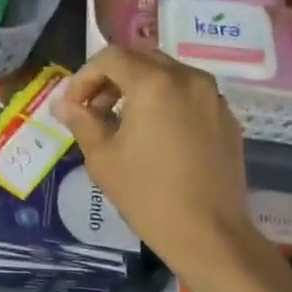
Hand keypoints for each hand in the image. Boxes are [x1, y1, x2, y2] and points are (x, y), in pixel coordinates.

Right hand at [54, 47, 259, 282]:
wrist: (209, 234)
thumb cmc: (148, 196)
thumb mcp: (103, 158)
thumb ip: (82, 121)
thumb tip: (63, 104)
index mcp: (155, 83)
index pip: (111, 57)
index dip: (84, 77)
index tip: (73, 106)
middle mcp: (189, 78)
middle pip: (141, 59)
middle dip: (112, 79)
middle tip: (94, 111)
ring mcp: (213, 97)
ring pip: (168, 75)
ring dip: (140, 89)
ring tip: (124, 125)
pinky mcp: (227, 118)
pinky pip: (190, 96)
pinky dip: (167, 103)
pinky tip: (157, 138)